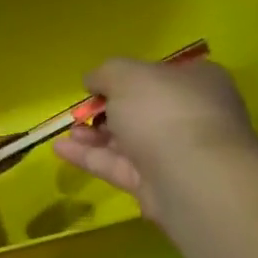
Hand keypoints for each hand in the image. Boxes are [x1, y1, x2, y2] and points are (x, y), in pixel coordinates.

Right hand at [53, 57, 257, 223]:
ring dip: (95, 135)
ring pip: (128, 141)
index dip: (127, 79)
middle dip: (106, 111)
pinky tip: (60, 150)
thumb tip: (93, 80)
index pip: (160, 75)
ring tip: (67, 131)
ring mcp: (174, 153)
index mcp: (197, 82)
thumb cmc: (163, 111)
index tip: (98, 85)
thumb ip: (105, 73)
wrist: (189, 175)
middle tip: (80, 112)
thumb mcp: (127, 76)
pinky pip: (118, 166)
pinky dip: (90, 157)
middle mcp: (190, 116)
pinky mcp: (155, 184)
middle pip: (141, 111)